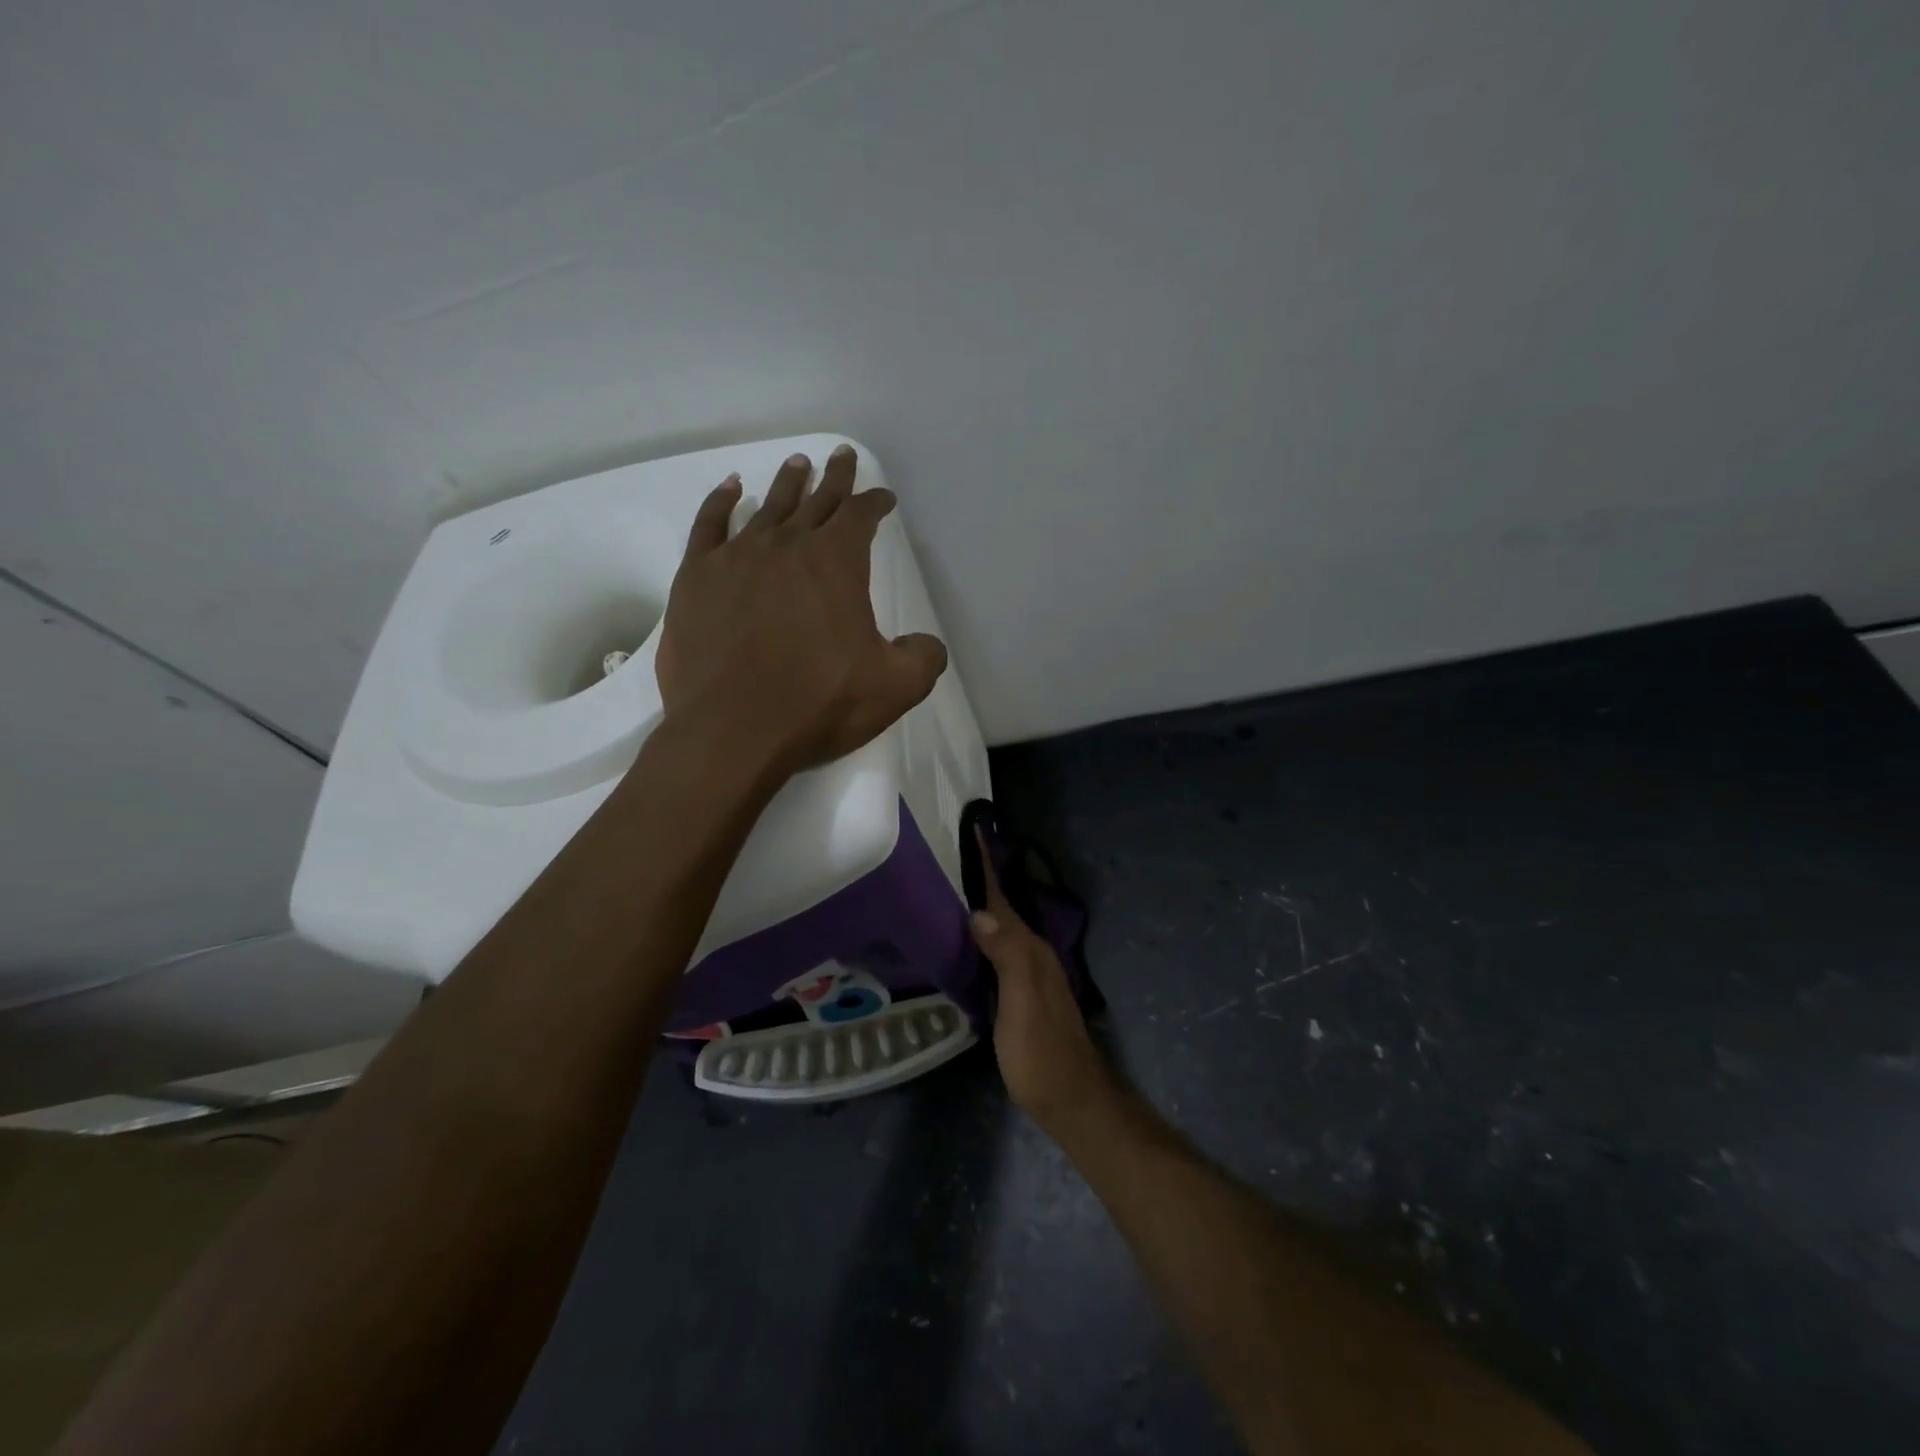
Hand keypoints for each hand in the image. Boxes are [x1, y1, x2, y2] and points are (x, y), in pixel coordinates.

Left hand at [655, 446, 947, 777]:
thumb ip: (923, 657)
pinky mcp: (696, 579)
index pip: (861, 517)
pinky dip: (721, 503)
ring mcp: (736, 558)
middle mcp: (787, 546)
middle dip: (834, 479)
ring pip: (767, 507)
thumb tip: (927, 643)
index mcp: (836, 563)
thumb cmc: (818, 704)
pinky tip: (730, 489)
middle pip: (816, 501)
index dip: (875, 503)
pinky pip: (709, 526)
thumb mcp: (895, 688)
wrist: (732, 730)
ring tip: (797, 463)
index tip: (883, 497)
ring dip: (787, 484)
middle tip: (842, 455)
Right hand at [969, 829, 1113, 1127]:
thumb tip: (978, 911)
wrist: (1071, 1101)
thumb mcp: (1023, 1004)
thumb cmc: (1042, 1054)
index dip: (987, 864)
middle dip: (978, 876)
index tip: (972, 827)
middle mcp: (1030, 953)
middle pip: (1000, 906)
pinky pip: (995, 948)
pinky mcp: (1018, 993)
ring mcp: (1026, 974)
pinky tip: (961, 936)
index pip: (1002, 897)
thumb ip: (1006, 956)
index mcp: (1029, 949)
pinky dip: (978, 932)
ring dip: (978, 902)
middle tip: (945, 849)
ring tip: (946, 883)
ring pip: (998, 926)